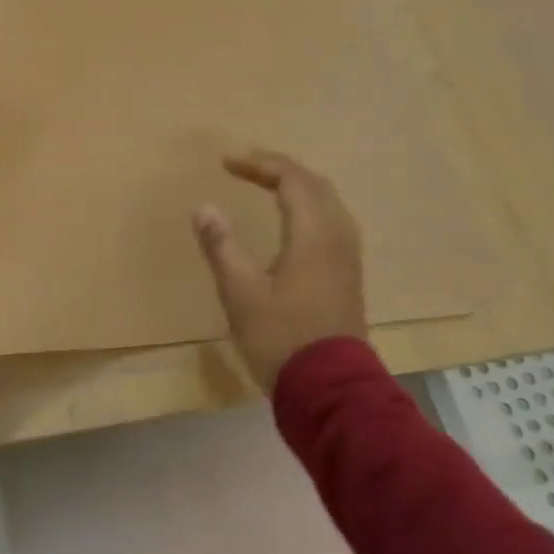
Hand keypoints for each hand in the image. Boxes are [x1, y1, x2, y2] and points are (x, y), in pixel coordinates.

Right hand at [193, 150, 368, 390]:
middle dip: (280, 169)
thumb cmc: (280, 338)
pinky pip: (333, 222)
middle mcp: (338, 238)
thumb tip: (205, 208)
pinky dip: (310, 207)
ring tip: (268, 186)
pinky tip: (295, 222)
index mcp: (313, 235)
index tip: (226, 163)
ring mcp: (348, 258)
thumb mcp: (240, 293)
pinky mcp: (348, 276)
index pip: (292, 179)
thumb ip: (222, 247)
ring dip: (299, 186)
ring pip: (329, 203)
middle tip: (246, 168)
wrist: (329, 389)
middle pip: (316, 185)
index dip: (259, 164)